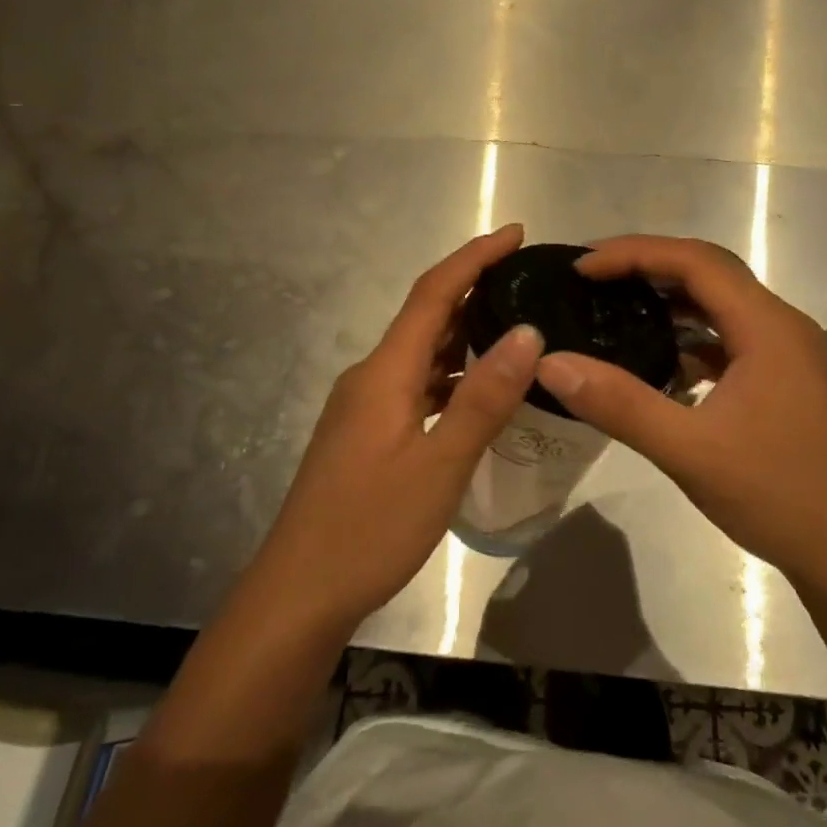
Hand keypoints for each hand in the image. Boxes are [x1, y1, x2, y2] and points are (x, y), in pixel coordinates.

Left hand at [252, 223, 543, 634]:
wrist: (298, 593)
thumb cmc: (369, 528)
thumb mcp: (439, 464)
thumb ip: (484, 397)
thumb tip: (527, 332)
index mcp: (384, 372)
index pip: (432, 294)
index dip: (473, 258)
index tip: (516, 233)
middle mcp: (370, 378)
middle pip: (426, 318)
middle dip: (474, 289)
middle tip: (528, 280)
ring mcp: (365, 408)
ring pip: (422, 355)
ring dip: (465, 334)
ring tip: (518, 326)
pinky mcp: (368, 434)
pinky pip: (417, 386)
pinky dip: (452, 376)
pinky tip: (482, 391)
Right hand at [533, 235, 826, 585]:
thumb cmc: (775, 495)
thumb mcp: (688, 451)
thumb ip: (619, 403)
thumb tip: (550, 362)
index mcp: (767, 327)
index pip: (695, 261)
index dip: (634, 254)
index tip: (582, 267)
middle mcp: (782, 325)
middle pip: (710, 271)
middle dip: (648, 265)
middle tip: (592, 277)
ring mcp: (788, 351)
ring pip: (721, 303)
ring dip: (670, 298)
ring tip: (615, 306)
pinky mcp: (785, 376)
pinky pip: (731, 335)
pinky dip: (691, 334)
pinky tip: (660, 358)